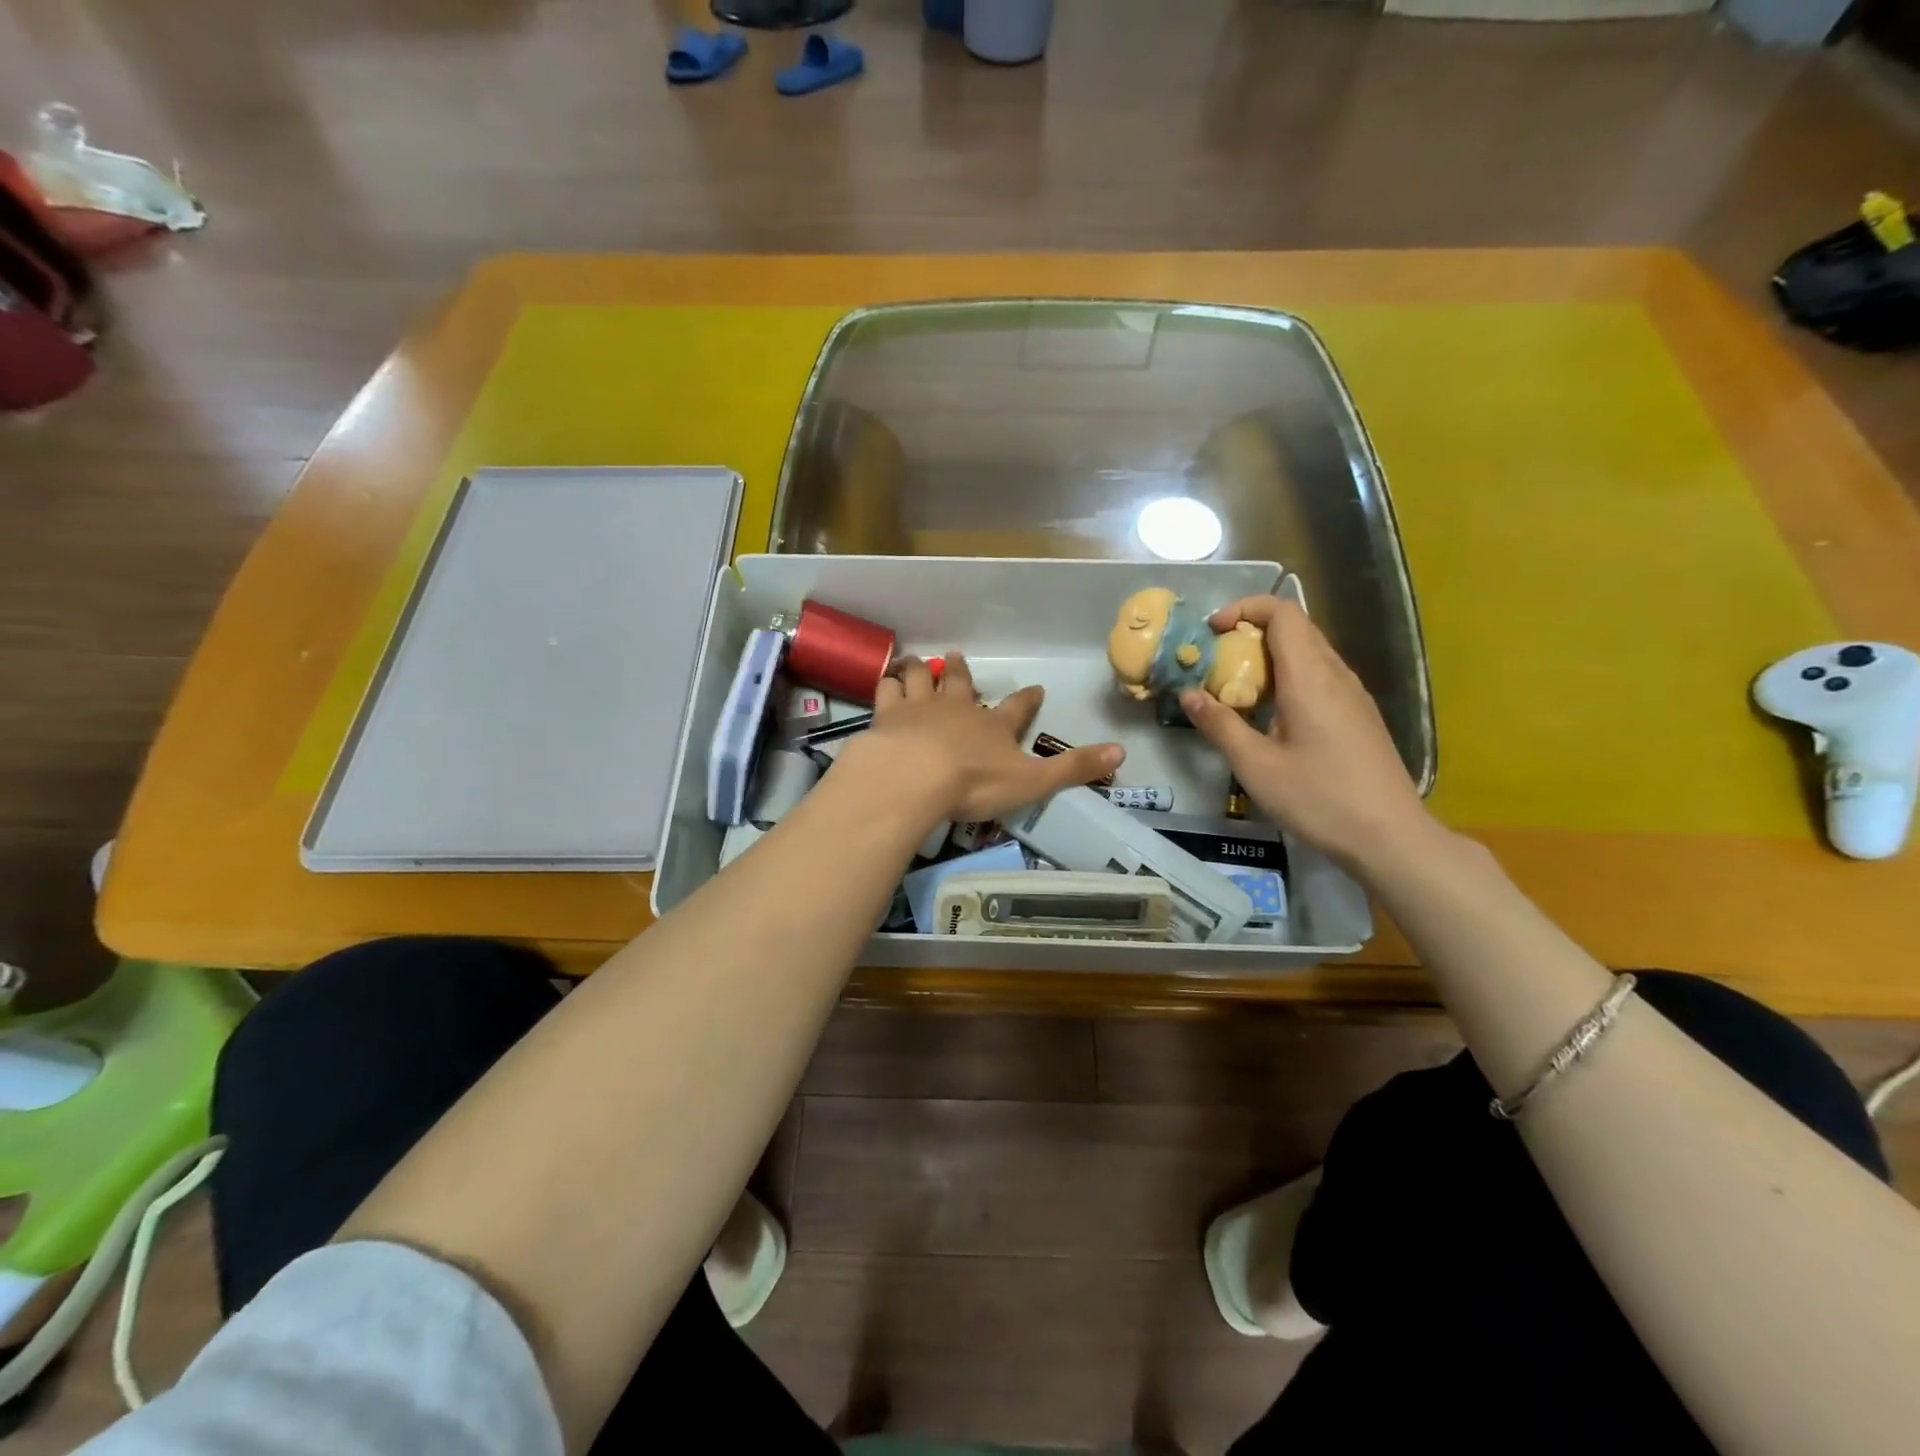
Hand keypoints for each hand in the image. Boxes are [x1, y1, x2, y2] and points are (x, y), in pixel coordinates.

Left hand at [841, 653, 1123, 824]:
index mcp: (994, 726)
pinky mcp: (888, 715)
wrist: (915, 776)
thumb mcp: (1033, 781)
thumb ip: (1074, 768)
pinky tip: (885, 680)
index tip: (1035, 688)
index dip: (1028, 699)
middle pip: (960, 683)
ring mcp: (920, 708)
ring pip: (921, 679)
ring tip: (917, 662)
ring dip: (921, 670)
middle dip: (961, 671)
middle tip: (956, 655)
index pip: (1018, 708)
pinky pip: (887, 691)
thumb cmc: (975, 783)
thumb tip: (1122, 751)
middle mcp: (957, 708)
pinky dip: (887, 684)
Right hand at [1178, 597, 1433, 874]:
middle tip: (1215, 659)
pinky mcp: (1359, 715)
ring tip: (1236, 685)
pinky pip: (1320, 676)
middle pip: (1295, 627)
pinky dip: (1288, 677)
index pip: (1283, 612)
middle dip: (1250, 631)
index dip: (1245, 608)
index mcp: (1310, 677)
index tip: (1212, 630)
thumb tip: (1187, 694)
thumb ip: (1220, 724)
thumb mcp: (1256, 766)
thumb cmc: (1319, 799)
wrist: (1390, 837)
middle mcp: (1336, 675)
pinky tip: (1270, 714)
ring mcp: (1353, 694)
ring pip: (1309, 652)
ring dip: (1269, 656)